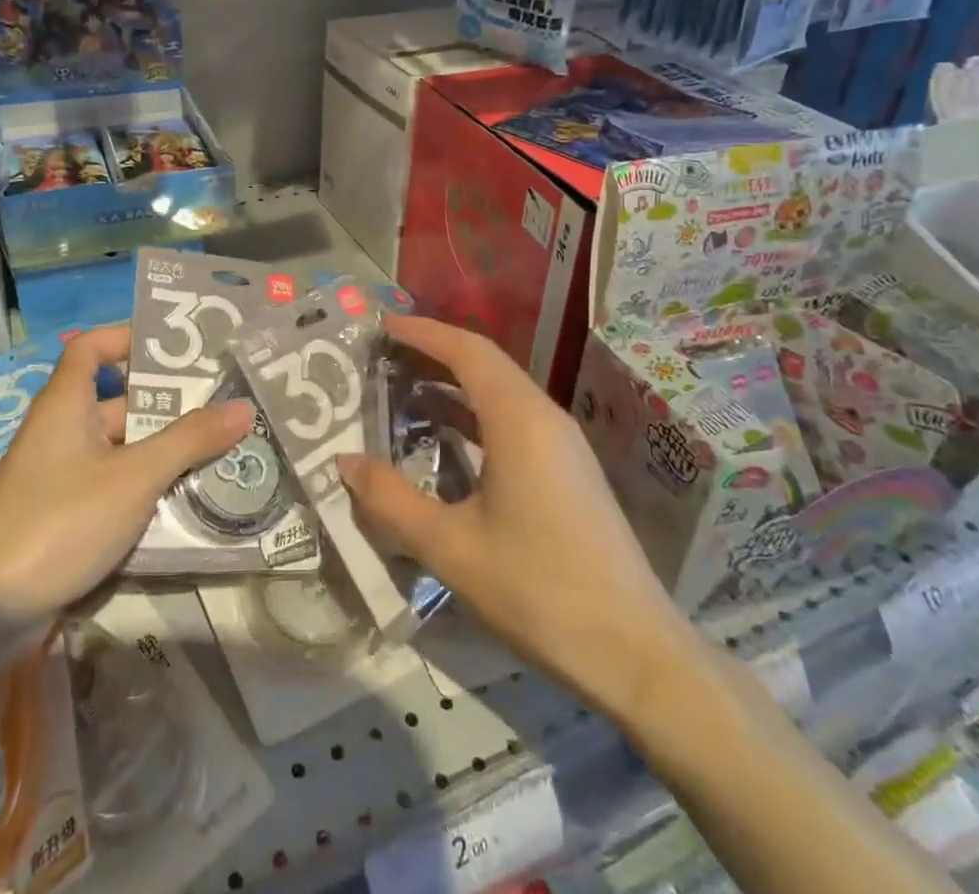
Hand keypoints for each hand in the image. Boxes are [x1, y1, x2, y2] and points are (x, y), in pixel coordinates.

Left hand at [0, 326, 251, 626]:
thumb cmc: (60, 521)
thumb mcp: (134, 477)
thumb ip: (189, 441)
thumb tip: (242, 407)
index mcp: (66, 405)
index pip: (91, 348)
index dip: (126, 338)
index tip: (173, 348)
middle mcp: (61, 433)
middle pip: (118, 404)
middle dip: (168, 409)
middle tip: (223, 410)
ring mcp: (59, 479)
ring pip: (120, 453)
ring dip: (163, 456)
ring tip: (220, 457)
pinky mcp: (61, 520)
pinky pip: (111, 492)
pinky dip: (144, 494)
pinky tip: (186, 507)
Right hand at [339, 316, 697, 716]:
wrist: (634, 652)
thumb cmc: (538, 590)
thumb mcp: (450, 547)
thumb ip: (390, 500)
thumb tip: (344, 463)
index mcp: (519, 420)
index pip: (467, 351)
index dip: (422, 332)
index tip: (381, 327)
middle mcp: (544, 417)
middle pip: (484, 364)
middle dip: (432, 354)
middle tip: (382, 357)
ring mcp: (562, 443)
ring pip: (500, 392)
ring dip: (453, 385)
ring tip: (403, 391)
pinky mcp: (568, 470)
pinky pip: (514, 419)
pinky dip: (473, 415)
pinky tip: (446, 439)